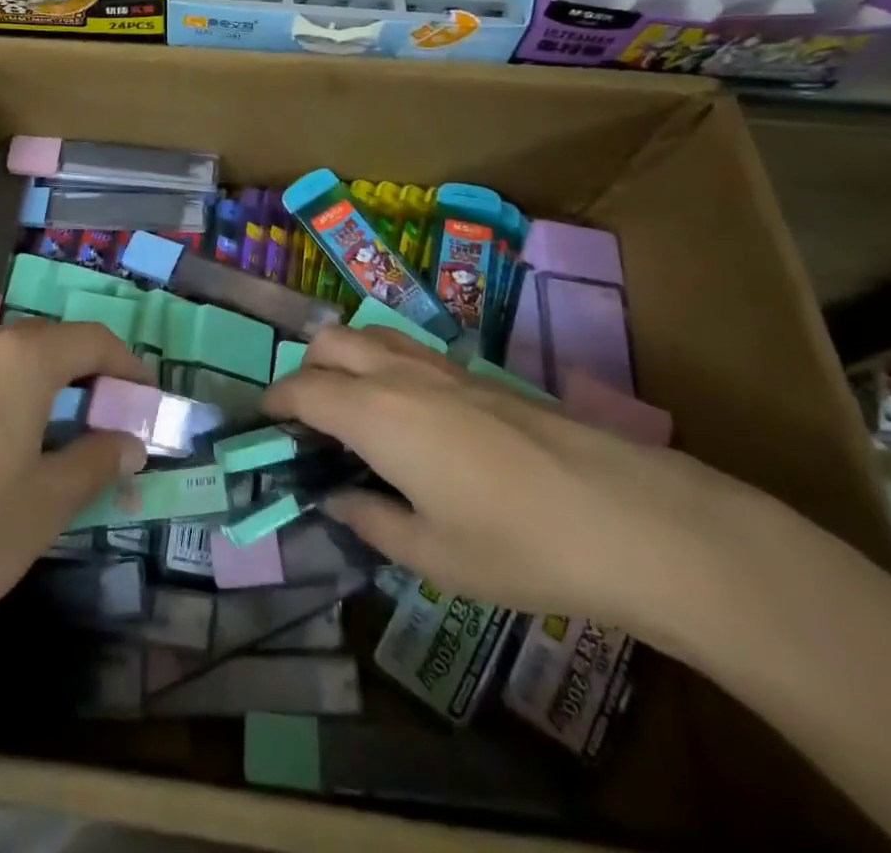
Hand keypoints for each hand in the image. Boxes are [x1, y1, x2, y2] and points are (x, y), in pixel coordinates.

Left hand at [0, 321, 149, 712]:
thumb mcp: (46, 504)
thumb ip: (95, 462)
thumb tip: (129, 440)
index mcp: (21, 359)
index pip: (92, 340)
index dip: (128, 367)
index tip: (149, 401)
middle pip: (48, 345)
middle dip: (88, 376)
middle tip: (110, 422)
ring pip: (7, 366)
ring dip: (44, 391)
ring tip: (62, 439)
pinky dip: (4, 406)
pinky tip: (0, 456)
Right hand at [262, 326, 748, 645]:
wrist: (627, 516)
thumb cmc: (517, 545)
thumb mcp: (431, 554)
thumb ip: (371, 520)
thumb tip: (337, 499)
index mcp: (375, 414)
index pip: (303, 389)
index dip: (275, 401)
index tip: (264, 422)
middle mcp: (399, 375)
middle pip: (330, 342)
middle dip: (305, 370)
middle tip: (307, 419)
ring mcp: (442, 367)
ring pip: (370, 336)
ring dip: (344, 359)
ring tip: (351, 410)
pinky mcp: (477, 374)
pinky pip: (407, 350)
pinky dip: (382, 364)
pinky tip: (407, 413)